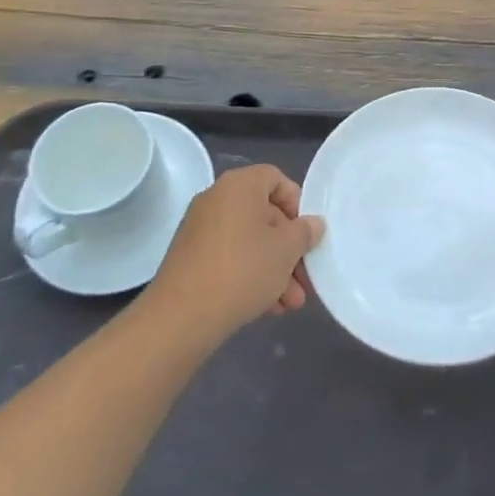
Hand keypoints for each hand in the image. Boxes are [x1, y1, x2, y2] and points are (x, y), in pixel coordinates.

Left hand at [147, 165, 323, 341]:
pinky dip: (250, 276)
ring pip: (249, 242)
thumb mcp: (286, 250)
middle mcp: (217, 200)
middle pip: (264, 215)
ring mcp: (200, 230)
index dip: (296, 202)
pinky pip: (230, 259)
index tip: (306, 231)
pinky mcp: (191, 260)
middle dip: (289, 249)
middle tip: (305, 277)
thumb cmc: (243, 269)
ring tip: (291, 303)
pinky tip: (269, 307)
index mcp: (239, 186)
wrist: (182, 316)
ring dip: (274, 269)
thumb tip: (312, 224)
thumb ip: (305, 232)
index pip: (275, 178)